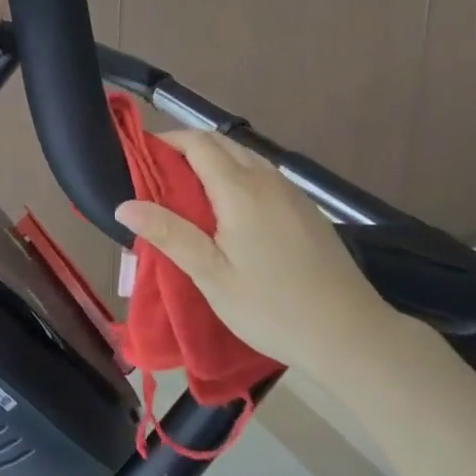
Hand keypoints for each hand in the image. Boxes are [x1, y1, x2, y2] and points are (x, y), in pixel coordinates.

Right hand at [116, 131, 394, 373]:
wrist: (351, 334)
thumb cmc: (272, 306)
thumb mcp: (212, 275)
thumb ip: (169, 234)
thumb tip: (124, 204)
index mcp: (239, 188)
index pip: (197, 142)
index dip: (167, 141)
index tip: (141, 158)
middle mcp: (266, 177)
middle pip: (220, 142)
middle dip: (187, 148)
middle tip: (159, 177)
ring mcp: (290, 191)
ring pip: (244, 156)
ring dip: (214, 160)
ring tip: (189, 193)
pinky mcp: (305, 208)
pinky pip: (262, 174)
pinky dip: (237, 175)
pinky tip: (232, 211)